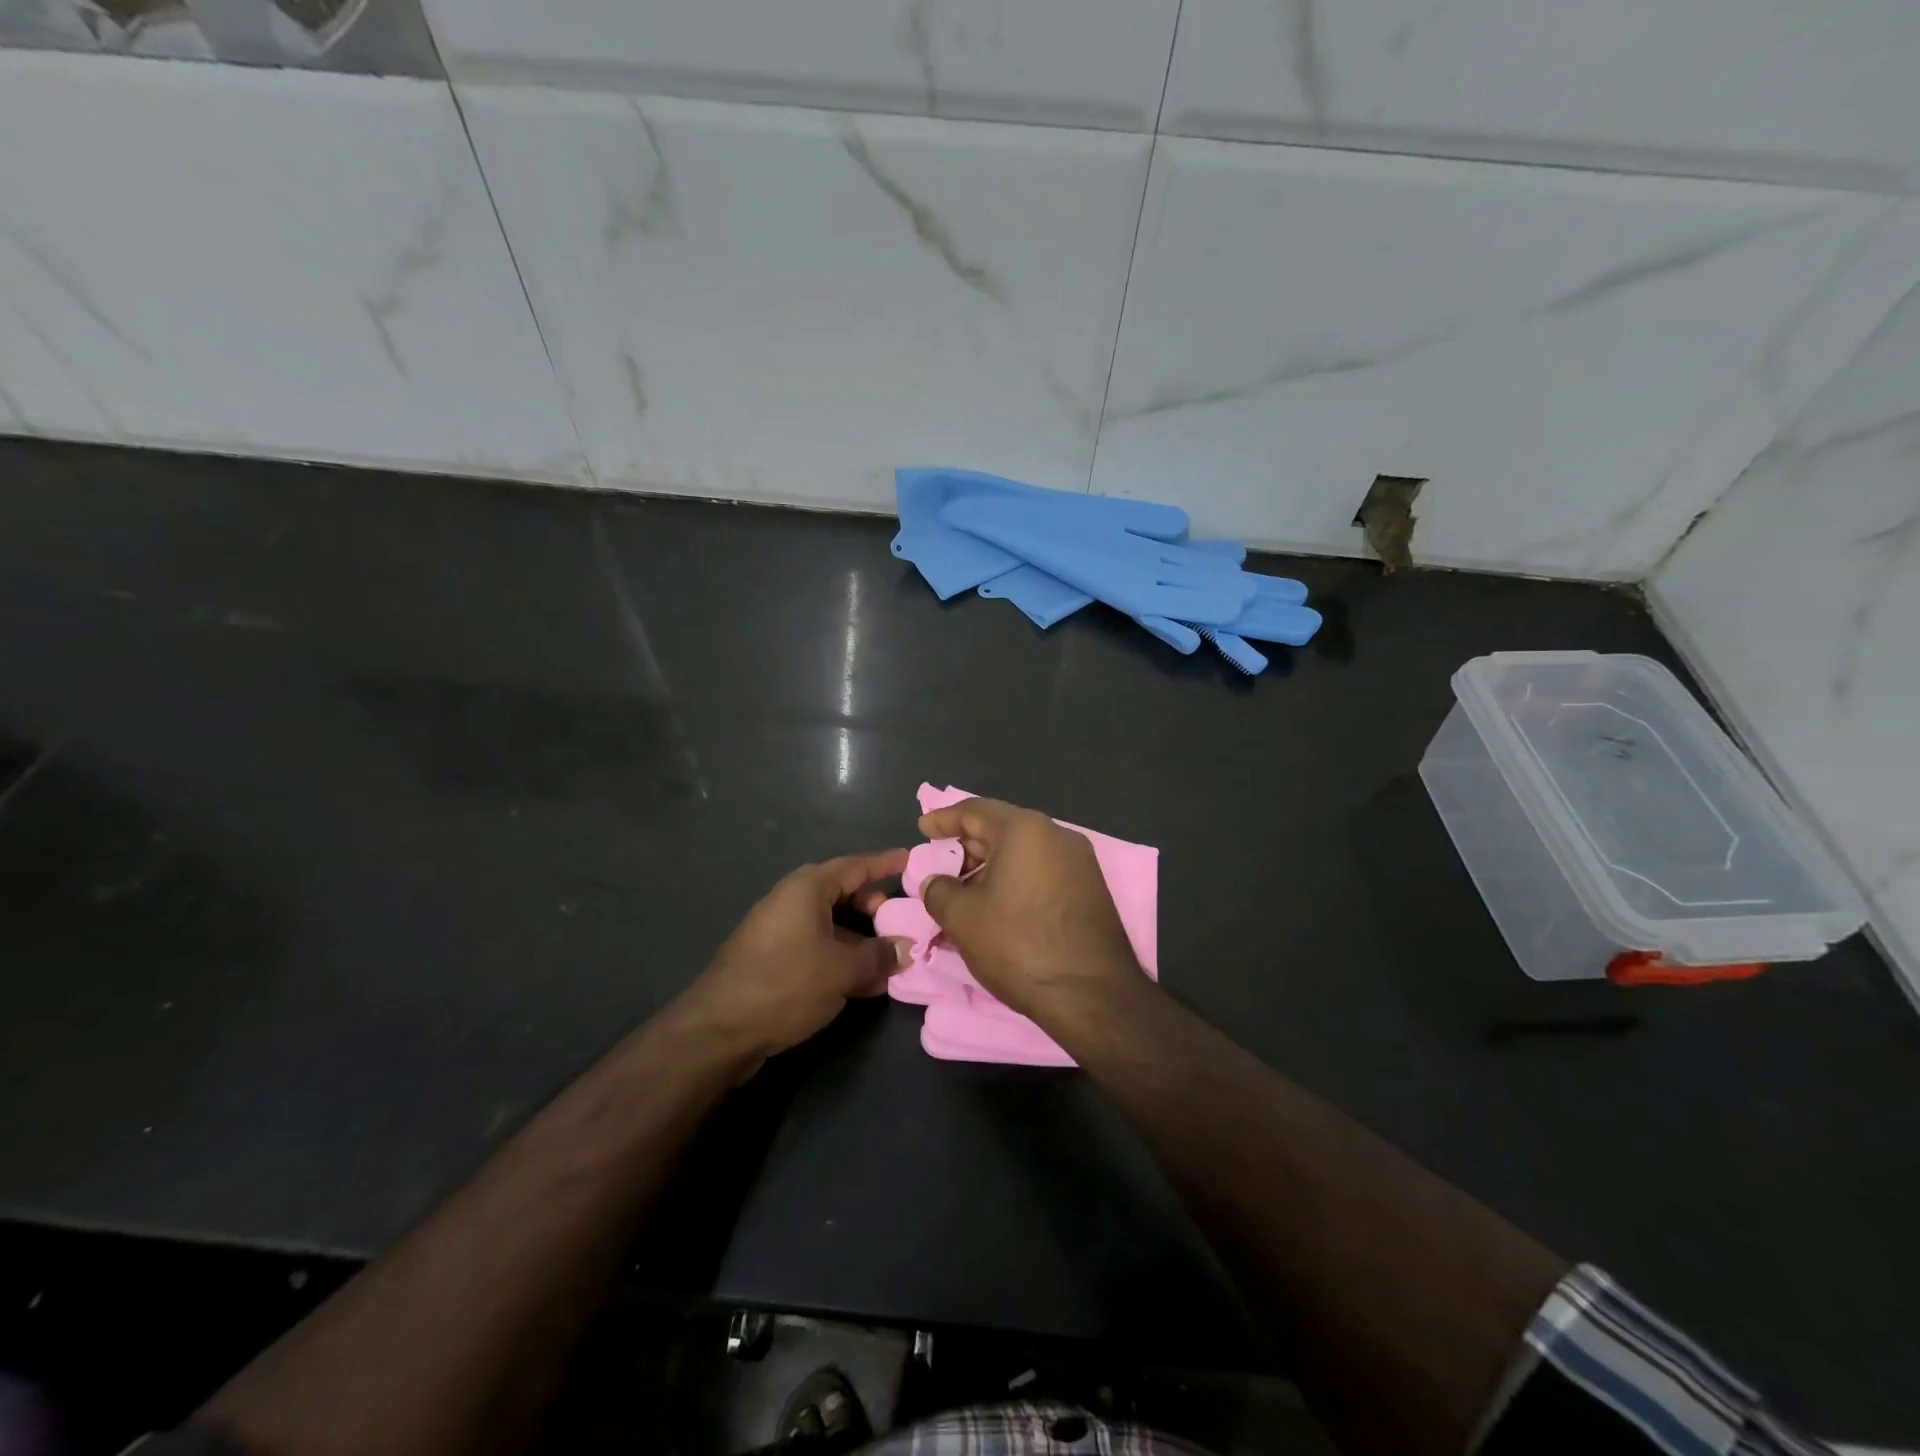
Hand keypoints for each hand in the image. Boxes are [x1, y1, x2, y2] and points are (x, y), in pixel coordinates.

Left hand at [674, 850, 912, 1071]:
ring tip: (891, 957)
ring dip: (861, 939)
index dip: (885, 863)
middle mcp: (792, 901)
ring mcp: (780, 930)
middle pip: (843, 893)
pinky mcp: (773, 959)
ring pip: (832, 924)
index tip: (911, 860)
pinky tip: (864, 982)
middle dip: (875, 906)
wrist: (719, 1029)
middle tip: (903, 920)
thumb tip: (905, 949)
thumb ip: (879, 956)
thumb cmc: (786, 984)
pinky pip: (818, 946)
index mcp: (807, 888)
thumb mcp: (842, 970)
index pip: (856, 866)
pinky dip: (842, 956)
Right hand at [918, 798, 1140, 1019]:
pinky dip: (1017, 878)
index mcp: (1025, 830)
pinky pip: (1044, 870)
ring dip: (993, 864)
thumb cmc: (1019, 945)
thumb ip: (939, 891)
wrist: (1092, 994)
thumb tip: (936, 883)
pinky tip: (1001, 904)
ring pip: (1025, 851)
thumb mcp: (963, 918)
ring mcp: (1080, 862)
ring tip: (967, 890)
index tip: (923, 828)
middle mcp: (1057, 835)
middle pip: (1003, 828)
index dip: (944, 819)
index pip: (975, 810)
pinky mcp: (1091, 889)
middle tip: (943, 864)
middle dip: (969, 845)